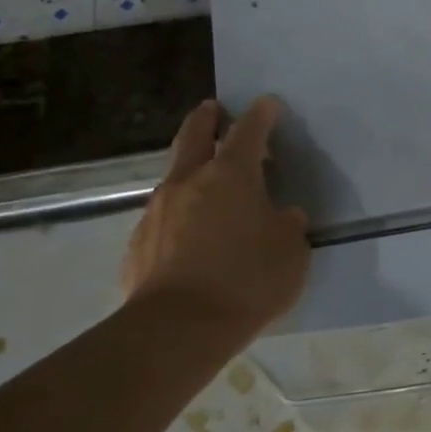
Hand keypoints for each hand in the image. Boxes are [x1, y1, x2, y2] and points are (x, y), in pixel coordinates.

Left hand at [123, 96, 309, 337]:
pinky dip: (179, 213)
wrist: (179, 328)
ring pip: (174, 176)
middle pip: (194, 135)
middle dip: (206, 118)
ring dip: (191, 169)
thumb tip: (283, 215)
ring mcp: (158, 210)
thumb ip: (287, 226)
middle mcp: (189, 181)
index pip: (248, 131)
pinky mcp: (139, 243)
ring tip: (206, 182)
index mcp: (231, 175)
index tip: (268, 104)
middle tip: (213, 110)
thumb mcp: (291, 252)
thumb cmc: (248, 280)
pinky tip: (190, 235)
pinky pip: (163, 216)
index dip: (260, 115)